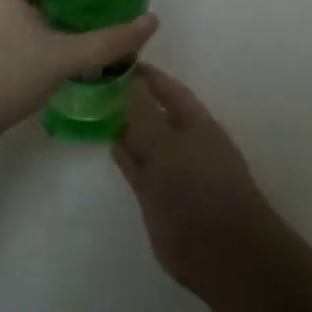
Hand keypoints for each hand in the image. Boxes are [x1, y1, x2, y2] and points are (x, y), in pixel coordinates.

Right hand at [114, 65, 278, 301]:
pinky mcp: (156, 195)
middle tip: (92, 81)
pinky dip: (122, 153)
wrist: (221, 253)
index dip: (145, 74)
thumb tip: (127, 80)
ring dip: (121, 125)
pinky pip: (136, 165)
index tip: (115, 59)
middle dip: (128, 98)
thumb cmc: (199, 189)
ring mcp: (170, 170)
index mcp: (195, 122)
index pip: (167, 89)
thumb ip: (143, 113)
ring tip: (91, 106)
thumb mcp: (167, 145)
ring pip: (142, 140)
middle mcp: (183, 141)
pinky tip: (106, 140)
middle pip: (152, 112)